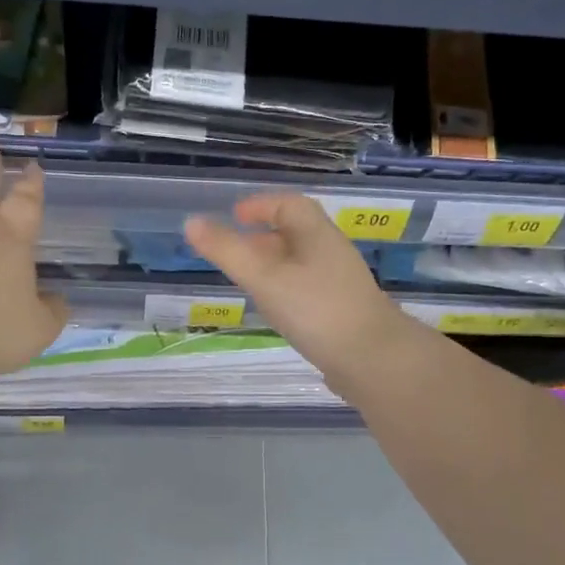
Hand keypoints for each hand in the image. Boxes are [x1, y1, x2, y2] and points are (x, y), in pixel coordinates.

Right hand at [184, 194, 415, 383]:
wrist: (373, 360)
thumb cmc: (316, 310)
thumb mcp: (264, 278)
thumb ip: (227, 251)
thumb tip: (191, 222)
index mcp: (317, 235)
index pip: (290, 205)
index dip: (261, 205)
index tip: (234, 216)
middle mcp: (331, 254)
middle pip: (296, 234)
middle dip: (262, 238)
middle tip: (232, 252)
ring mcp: (340, 285)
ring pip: (301, 265)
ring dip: (273, 267)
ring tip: (247, 283)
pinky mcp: (342, 313)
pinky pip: (308, 291)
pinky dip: (286, 292)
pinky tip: (275, 313)